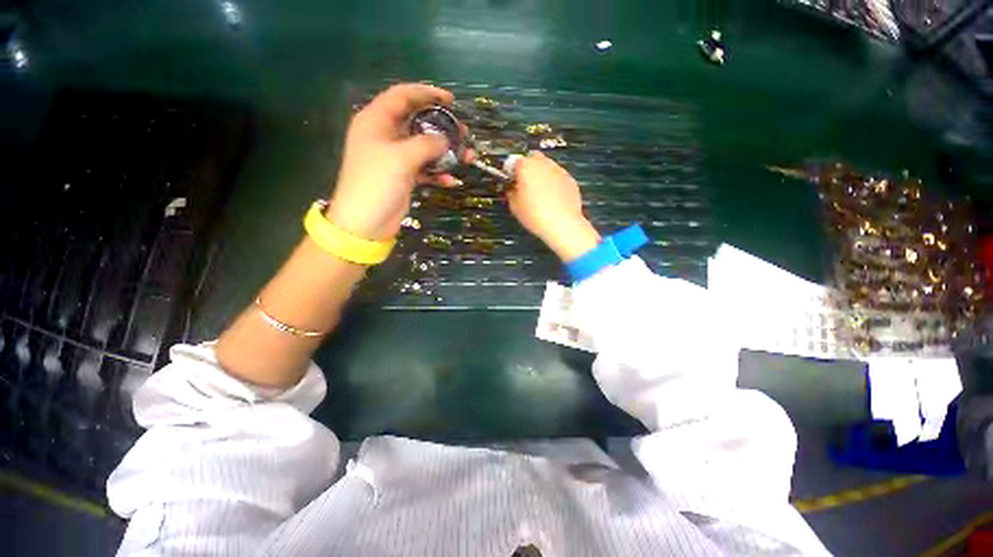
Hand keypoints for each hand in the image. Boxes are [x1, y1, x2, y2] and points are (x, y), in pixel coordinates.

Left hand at [326, 83, 457, 240]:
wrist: (366, 222)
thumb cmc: (377, 183)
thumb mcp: (402, 157)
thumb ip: (427, 144)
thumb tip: (446, 140)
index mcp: (376, 121)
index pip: (403, 96)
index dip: (427, 93)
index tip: (450, 101)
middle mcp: (385, 135)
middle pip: (417, 122)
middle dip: (441, 127)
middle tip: (463, 132)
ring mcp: (395, 157)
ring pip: (424, 147)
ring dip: (445, 153)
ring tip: (466, 156)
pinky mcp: (403, 176)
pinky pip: (425, 169)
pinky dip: (438, 173)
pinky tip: (451, 180)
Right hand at [507, 152, 600, 261]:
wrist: (562, 224)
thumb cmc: (536, 215)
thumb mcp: (514, 206)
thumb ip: (510, 192)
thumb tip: (511, 189)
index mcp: (526, 166)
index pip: (513, 161)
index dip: (510, 172)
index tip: (510, 182)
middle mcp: (543, 163)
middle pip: (532, 159)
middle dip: (527, 169)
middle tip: (524, 186)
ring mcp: (559, 170)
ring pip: (546, 167)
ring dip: (541, 176)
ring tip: (538, 195)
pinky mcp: (570, 180)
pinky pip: (558, 177)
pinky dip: (553, 184)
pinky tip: (550, 199)